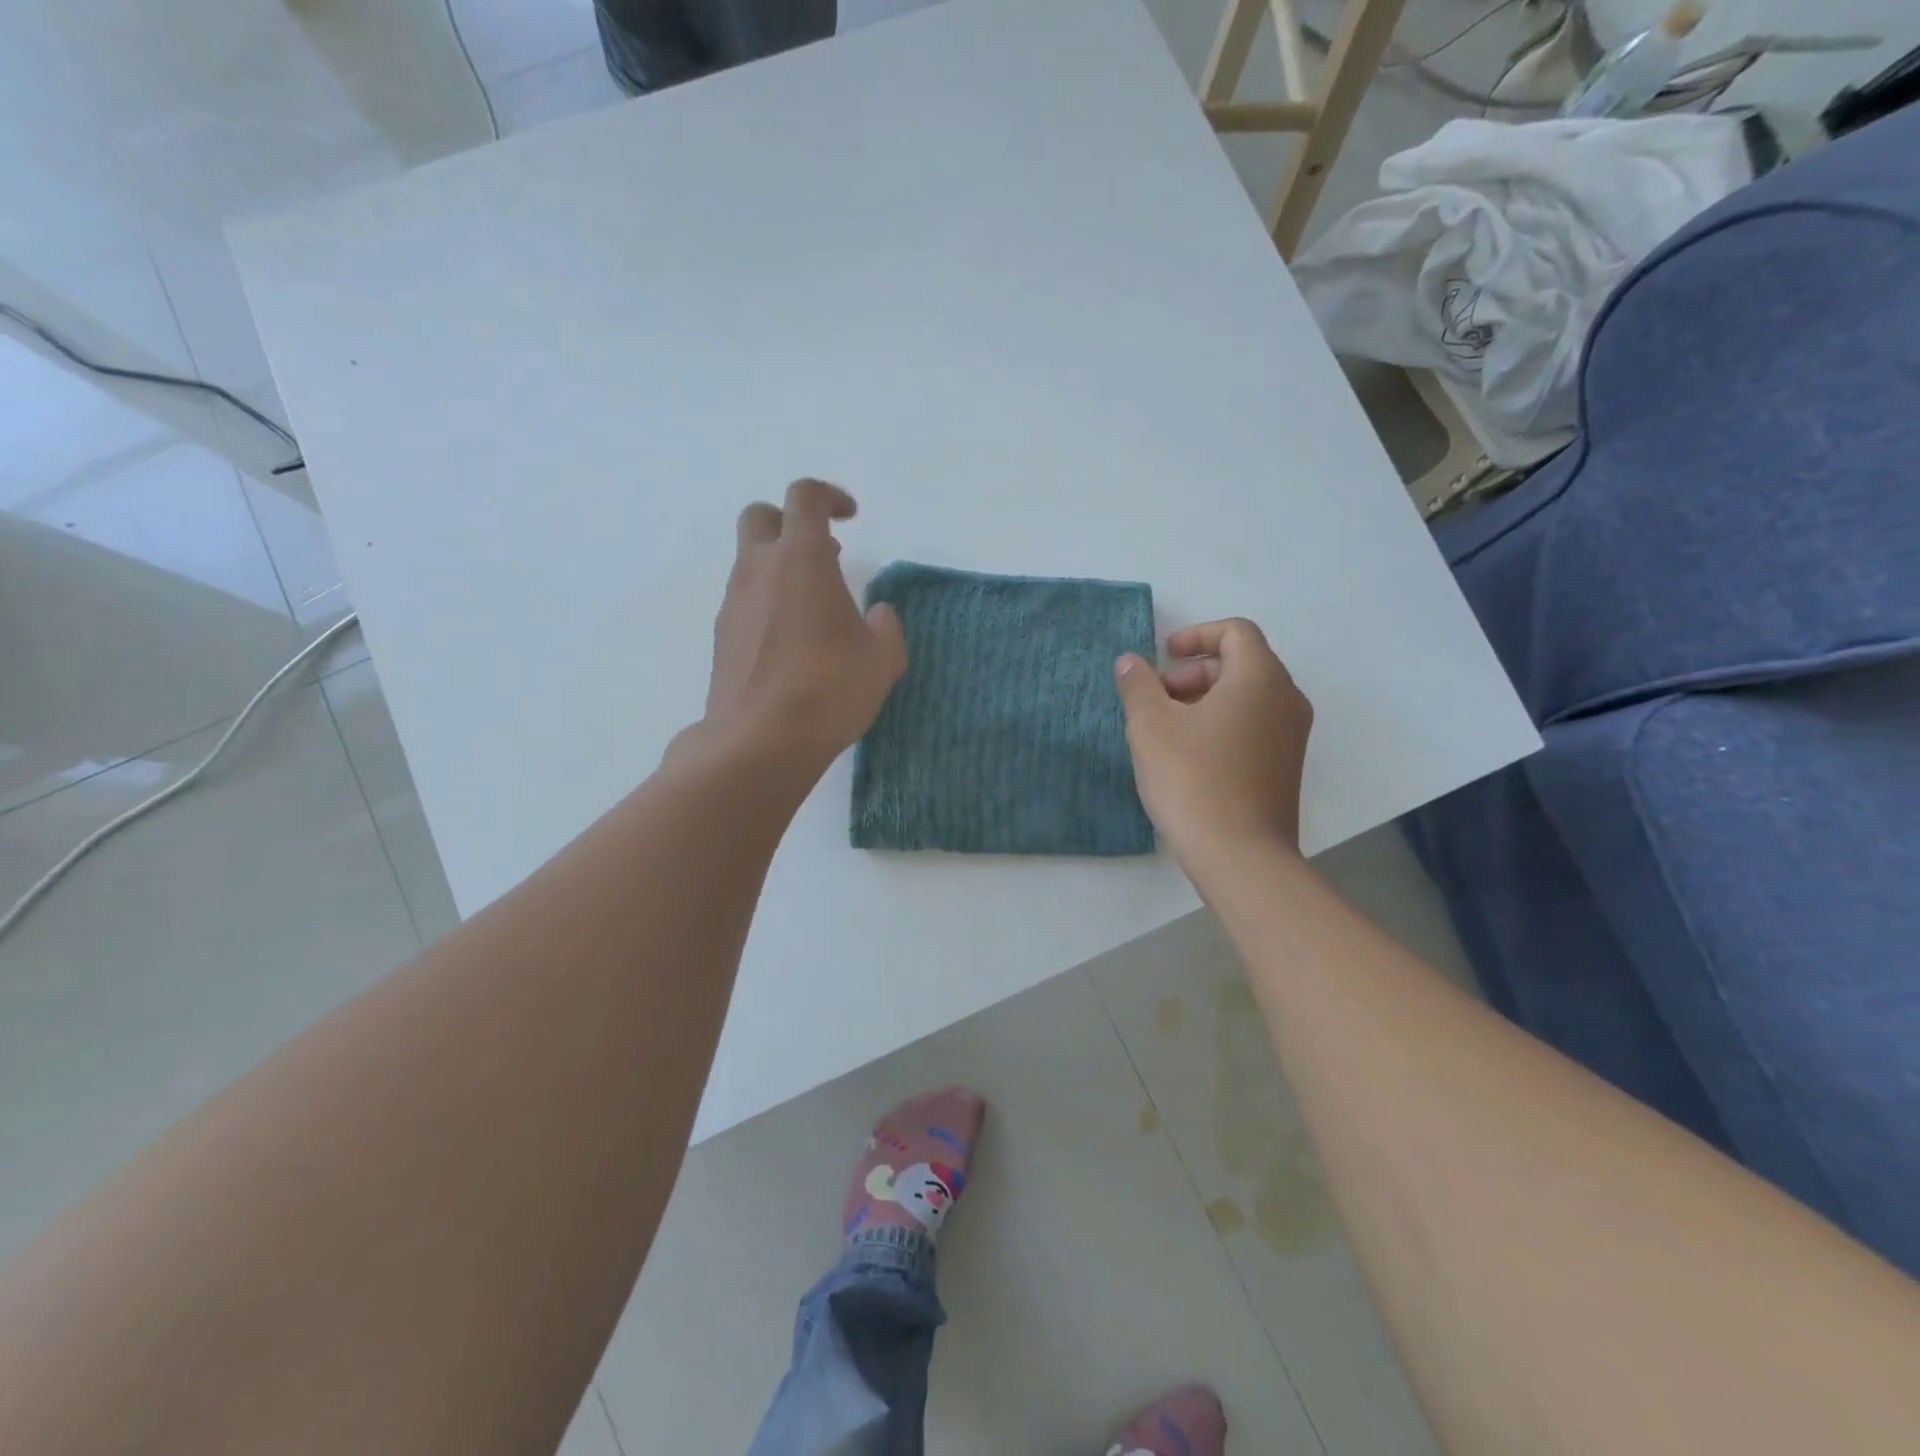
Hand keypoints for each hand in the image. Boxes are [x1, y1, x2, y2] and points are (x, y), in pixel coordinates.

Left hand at [693, 479, 906, 772]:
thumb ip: (885, 627)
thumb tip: (878, 613)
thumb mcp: (881, 659)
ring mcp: (733, 604)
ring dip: (780, 568)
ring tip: (815, 608)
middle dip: (791, 523)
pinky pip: (744, 601)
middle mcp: (758, 570)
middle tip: (825, 555)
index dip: (830, 496)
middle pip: (761, 517)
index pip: (805, 497)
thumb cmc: (829, 689)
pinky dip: (767, 603)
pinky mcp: (721, 637)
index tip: (851, 518)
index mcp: (801, 559)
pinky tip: (792, 643)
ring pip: (750, 562)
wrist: (760, 741)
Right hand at [1114, 618, 1312, 867]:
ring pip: (1247, 698)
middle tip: (1156, 698)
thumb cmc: (1192, 779)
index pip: (1237, 632)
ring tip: (1166, 730)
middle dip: (1194, 672)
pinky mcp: (1286, 767)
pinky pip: (1254, 726)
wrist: (1240, 856)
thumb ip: (1138, 685)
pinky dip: (1221, 724)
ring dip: (1204, 699)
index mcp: (1260, 678)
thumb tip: (1131, 662)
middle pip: (1241, 663)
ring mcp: (1292, 736)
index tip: (1163, 656)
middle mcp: (1286, 699)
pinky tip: (1188, 757)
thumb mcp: (1151, 726)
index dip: (1197, 635)